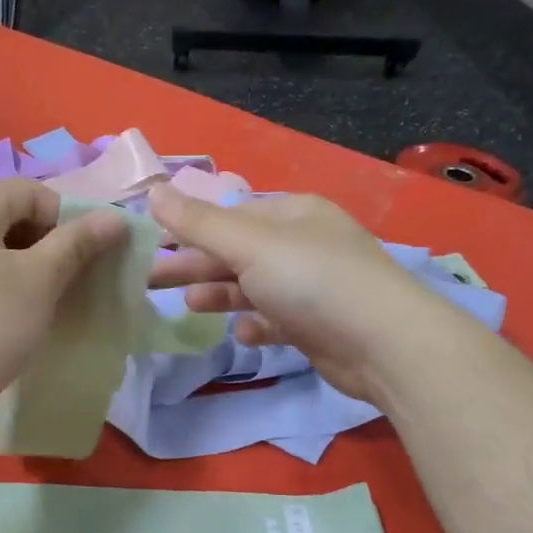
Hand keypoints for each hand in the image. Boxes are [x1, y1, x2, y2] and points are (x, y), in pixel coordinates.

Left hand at [0, 180, 128, 441]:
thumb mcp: (40, 281)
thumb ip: (77, 243)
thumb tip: (115, 218)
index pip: (31, 193)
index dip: (69, 219)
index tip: (90, 258)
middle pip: (9, 217)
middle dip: (49, 246)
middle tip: (74, 283)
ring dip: (28, 270)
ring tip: (50, 303)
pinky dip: (0, 288)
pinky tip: (16, 319)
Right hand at [147, 185, 434, 402]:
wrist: (384, 344)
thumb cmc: (312, 280)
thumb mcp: (249, 244)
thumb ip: (198, 222)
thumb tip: (152, 189)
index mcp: (292, 213)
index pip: (229, 216)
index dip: (188, 229)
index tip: (151, 246)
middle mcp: (303, 244)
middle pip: (237, 251)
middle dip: (195, 265)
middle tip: (149, 281)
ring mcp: (313, 286)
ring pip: (254, 286)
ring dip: (220, 294)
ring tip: (188, 306)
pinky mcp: (318, 325)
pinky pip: (276, 319)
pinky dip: (256, 323)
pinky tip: (242, 333)